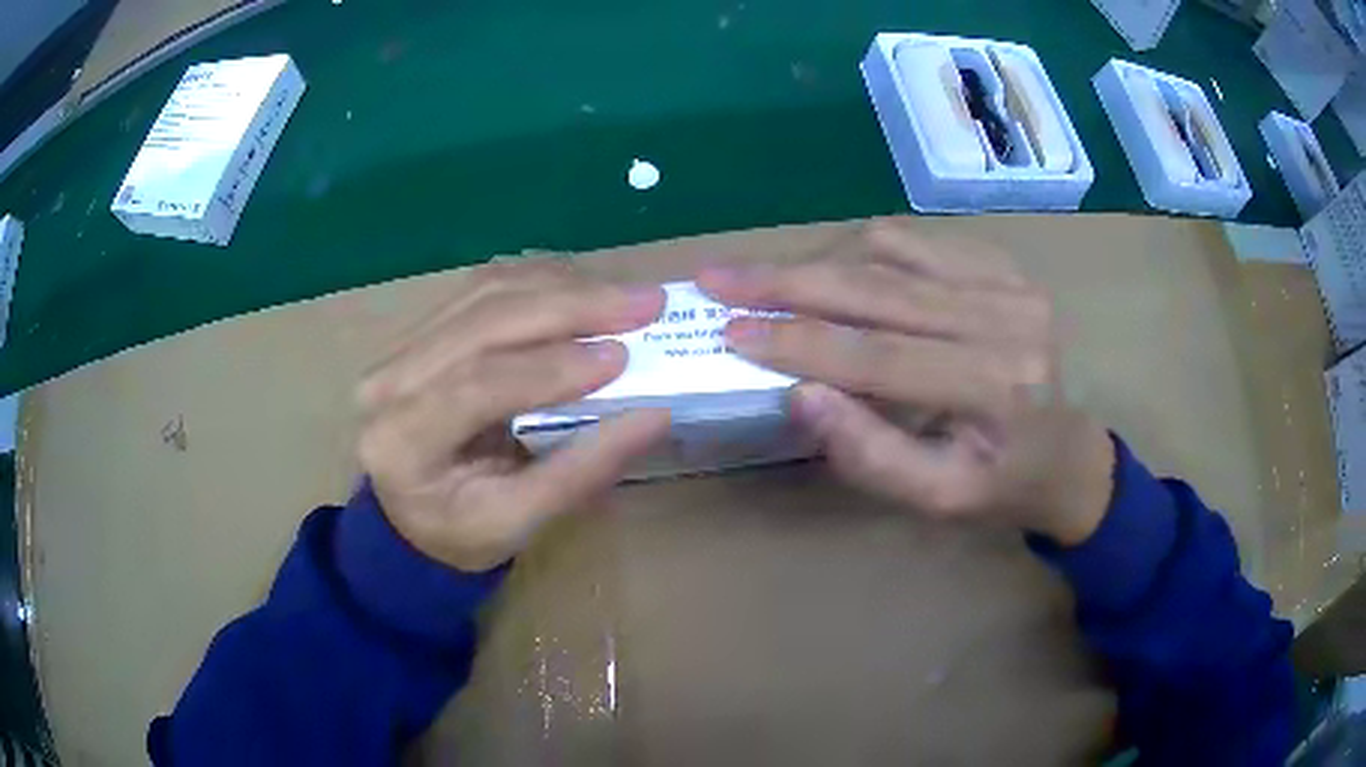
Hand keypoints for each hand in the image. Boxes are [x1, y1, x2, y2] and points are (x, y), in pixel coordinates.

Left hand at [356, 259, 669, 571]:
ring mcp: (400, 344)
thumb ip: (580, 471)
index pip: (475, 387)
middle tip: (644, 304)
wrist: (409, 516)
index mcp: (400, 442)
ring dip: (562, 285)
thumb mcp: (517, 523)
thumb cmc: (460, 530)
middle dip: (570, 305)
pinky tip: (584, 287)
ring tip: (623, 295)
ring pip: (486, 291)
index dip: (549, 367)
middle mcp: (389, 380)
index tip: (621, 356)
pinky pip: (484, 287)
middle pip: (481, 320)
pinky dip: (542, 281)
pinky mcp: (422, 326)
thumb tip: (655, 415)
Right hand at [697, 221, 1115, 545]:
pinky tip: (835, 269)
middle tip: (720, 277)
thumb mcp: (937, 499)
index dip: (796, 341)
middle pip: (877, 286)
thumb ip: (870, 455)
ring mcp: (1009, 282)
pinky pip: (918, 240)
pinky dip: (864, 250)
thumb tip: (800, 395)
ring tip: (772, 280)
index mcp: (993, 389)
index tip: (728, 330)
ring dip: (820, 260)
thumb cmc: (1003, 487)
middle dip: (787, 280)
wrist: (1070, 454)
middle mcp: (1006, 320)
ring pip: (891, 249)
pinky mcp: (1004, 264)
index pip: (876, 355)